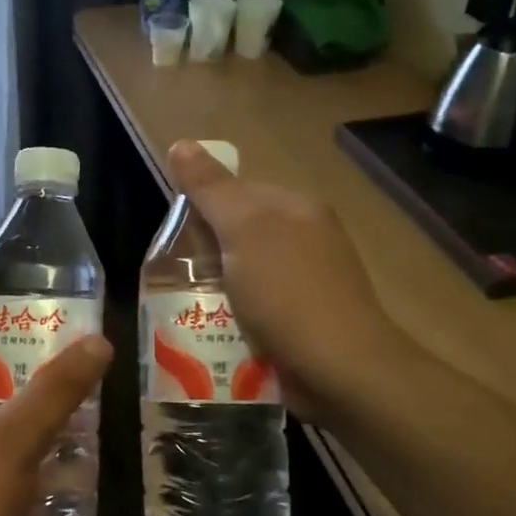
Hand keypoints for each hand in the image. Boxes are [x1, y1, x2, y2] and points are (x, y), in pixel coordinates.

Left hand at [0, 334, 112, 515]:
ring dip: (19, 440)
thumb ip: (57, 389)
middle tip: (66, 404)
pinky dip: (6, 478)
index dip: (0, 346)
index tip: (41, 355)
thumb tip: (98, 341)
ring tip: (64, 449)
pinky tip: (39, 499)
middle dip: (21, 397)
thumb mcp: (18, 437)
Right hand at [167, 139, 403, 421]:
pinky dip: (232, 318)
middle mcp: (305, 240)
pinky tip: (214, 334)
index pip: (237, 191)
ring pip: (242, 275)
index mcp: (296, 209)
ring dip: (214, 291)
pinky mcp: (302, 323)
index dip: (201, 209)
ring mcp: (306, 284)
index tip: (175, 239)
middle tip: (174, 279)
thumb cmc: (288, 293)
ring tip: (187, 310)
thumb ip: (211, 189)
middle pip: (237, 236)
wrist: (341, 371)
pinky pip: (255, 309)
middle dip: (203, 255)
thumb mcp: (243, 230)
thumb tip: (181, 143)